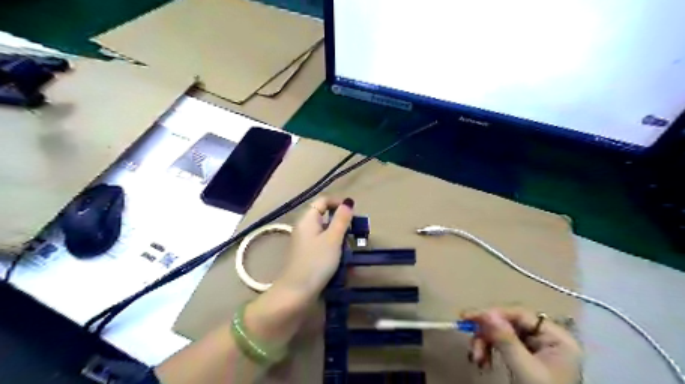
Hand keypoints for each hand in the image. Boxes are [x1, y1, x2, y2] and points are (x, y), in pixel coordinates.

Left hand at [276, 198, 352, 299]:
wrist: (297, 292)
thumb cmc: (317, 262)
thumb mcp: (333, 239)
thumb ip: (341, 219)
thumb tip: (348, 202)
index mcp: (308, 219)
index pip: (323, 201)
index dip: (338, 202)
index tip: (353, 212)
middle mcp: (304, 227)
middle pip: (324, 215)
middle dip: (340, 221)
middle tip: (355, 231)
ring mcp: (304, 242)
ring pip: (324, 231)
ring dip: (338, 235)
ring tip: (350, 246)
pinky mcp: (306, 254)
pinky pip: (322, 243)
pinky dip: (332, 245)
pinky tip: (340, 257)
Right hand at [463, 308, 579, 383]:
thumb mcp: (524, 369)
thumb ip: (507, 340)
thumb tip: (487, 313)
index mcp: (557, 337)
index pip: (520, 315)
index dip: (494, 314)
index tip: (469, 318)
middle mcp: (547, 337)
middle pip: (509, 324)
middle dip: (487, 335)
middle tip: (472, 345)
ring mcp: (537, 348)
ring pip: (502, 334)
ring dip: (485, 344)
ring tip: (476, 359)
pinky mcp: (526, 357)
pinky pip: (503, 345)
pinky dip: (490, 351)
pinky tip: (483, 362)